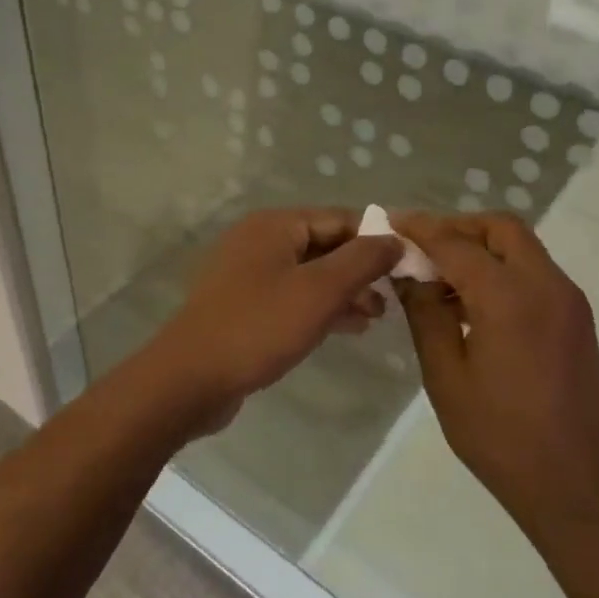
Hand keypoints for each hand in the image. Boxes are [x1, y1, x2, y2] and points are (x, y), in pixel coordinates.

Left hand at [147, 208, 401, 435]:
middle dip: (361, 269)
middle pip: (324, 245)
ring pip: (309, 274)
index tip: (409, 265)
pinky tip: (347, 328)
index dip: (377, 238)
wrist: (190, 379)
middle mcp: (259, 241)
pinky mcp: (243, 305)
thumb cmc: (259, 326)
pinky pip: (291, 296)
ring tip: (377, 316)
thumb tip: (396, 238)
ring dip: (344, 291)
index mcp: (275, 225)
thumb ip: (362, 261)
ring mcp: (247, 274)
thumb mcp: (320, 291)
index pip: (340, 219)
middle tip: (395, 297)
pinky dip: (319, 307)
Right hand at [392, 212, 598, 536]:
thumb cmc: (501, 436)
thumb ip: (425, 314)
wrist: (578, 486)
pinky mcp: (576, 319)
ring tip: (441, 279)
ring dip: (480, 248)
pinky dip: (501, 269)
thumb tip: (408, 273)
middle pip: (500, 229)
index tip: (390, 222)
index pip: (456, 243)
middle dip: (458, 228)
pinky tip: (472, 303)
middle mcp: (546, 285)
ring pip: (520, 247)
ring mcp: (567, 300)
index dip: (420, 229)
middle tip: (421, 250)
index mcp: (509, 297)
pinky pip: (533, 272)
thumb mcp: (446, 375)